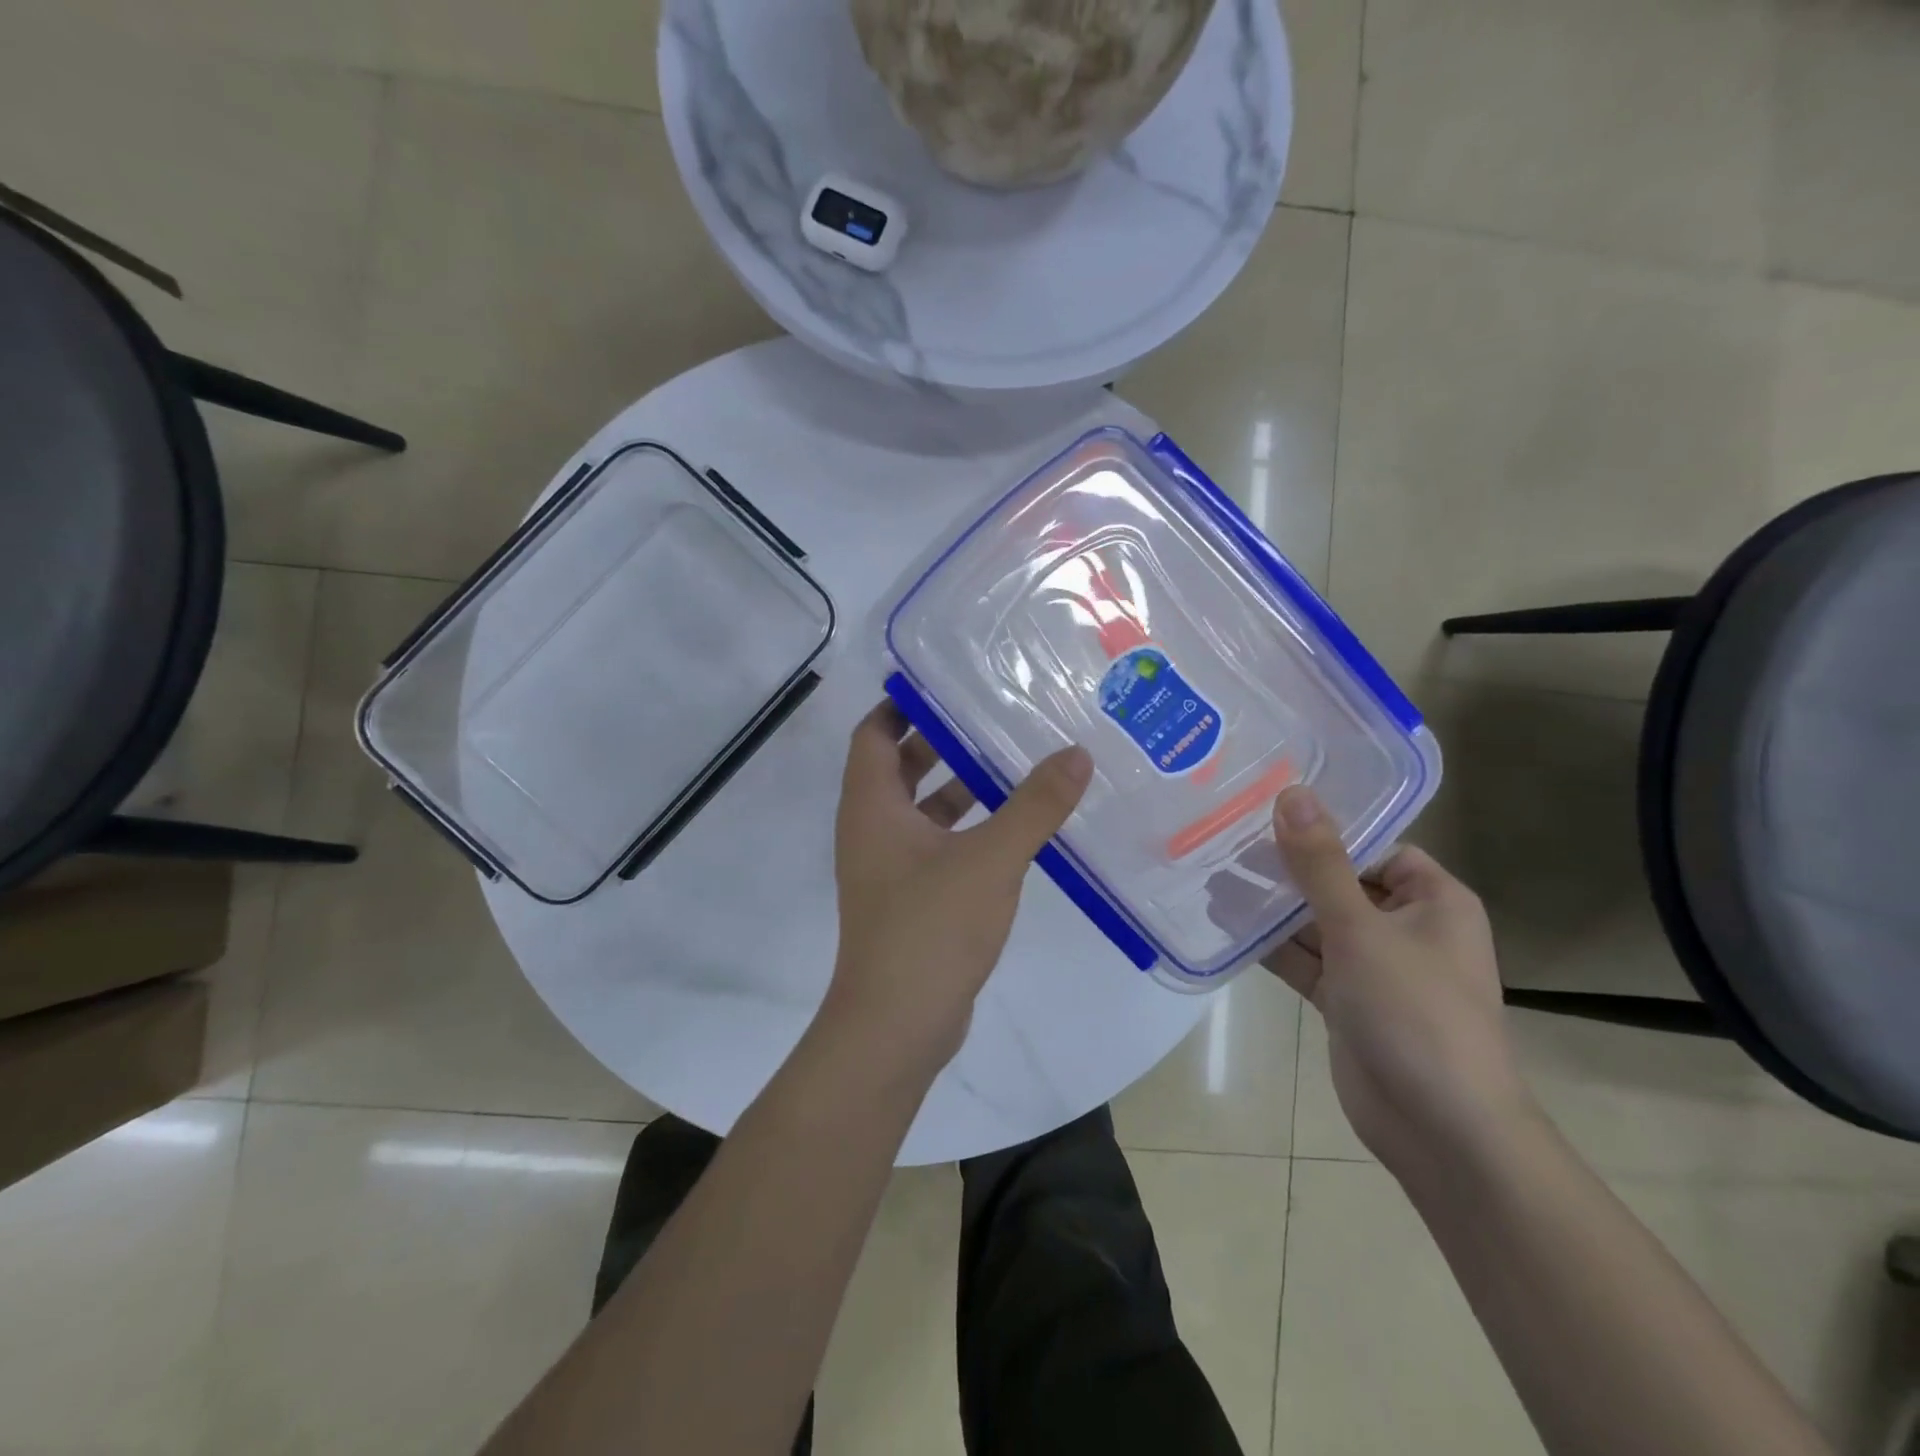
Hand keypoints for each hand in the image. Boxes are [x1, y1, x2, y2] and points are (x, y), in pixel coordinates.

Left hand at [826, 702, 1091, 1073]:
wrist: (896, 1026)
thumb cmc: (930, 928)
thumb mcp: (990, 859)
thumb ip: (1034, 806)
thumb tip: (1076, 754)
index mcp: (871, 806)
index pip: (874, 733)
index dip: (904, 705)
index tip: (948, 682)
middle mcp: (871, 829)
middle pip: (899, 767)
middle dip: (942, 741)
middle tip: (993, 715)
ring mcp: (888, 867)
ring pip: (922, 810)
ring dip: (959, 786)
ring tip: (1014, 762)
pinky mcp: (909, 899)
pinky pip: (937, 846)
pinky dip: (966, 828)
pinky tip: (1013, 828)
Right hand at [1263, 786, 1531, 1177]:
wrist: (1441, 1130)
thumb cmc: (1415, 1013)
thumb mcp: (1362, 930)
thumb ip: (1321, 864)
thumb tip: (1292, 793)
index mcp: (1432, 901)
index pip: (1376, 847)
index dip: (1327, 829)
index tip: (1267, 811)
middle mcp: (1406, 928)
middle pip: (1339, 882)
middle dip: (1286, 868)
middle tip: (1224, 839)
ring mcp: (1374, 967)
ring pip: (1316, 923)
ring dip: (1271, 907)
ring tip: (1212, 876)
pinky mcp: (1346, 1000)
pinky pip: (1305, 960)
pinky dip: (1271, 945)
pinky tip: (1225, 924)